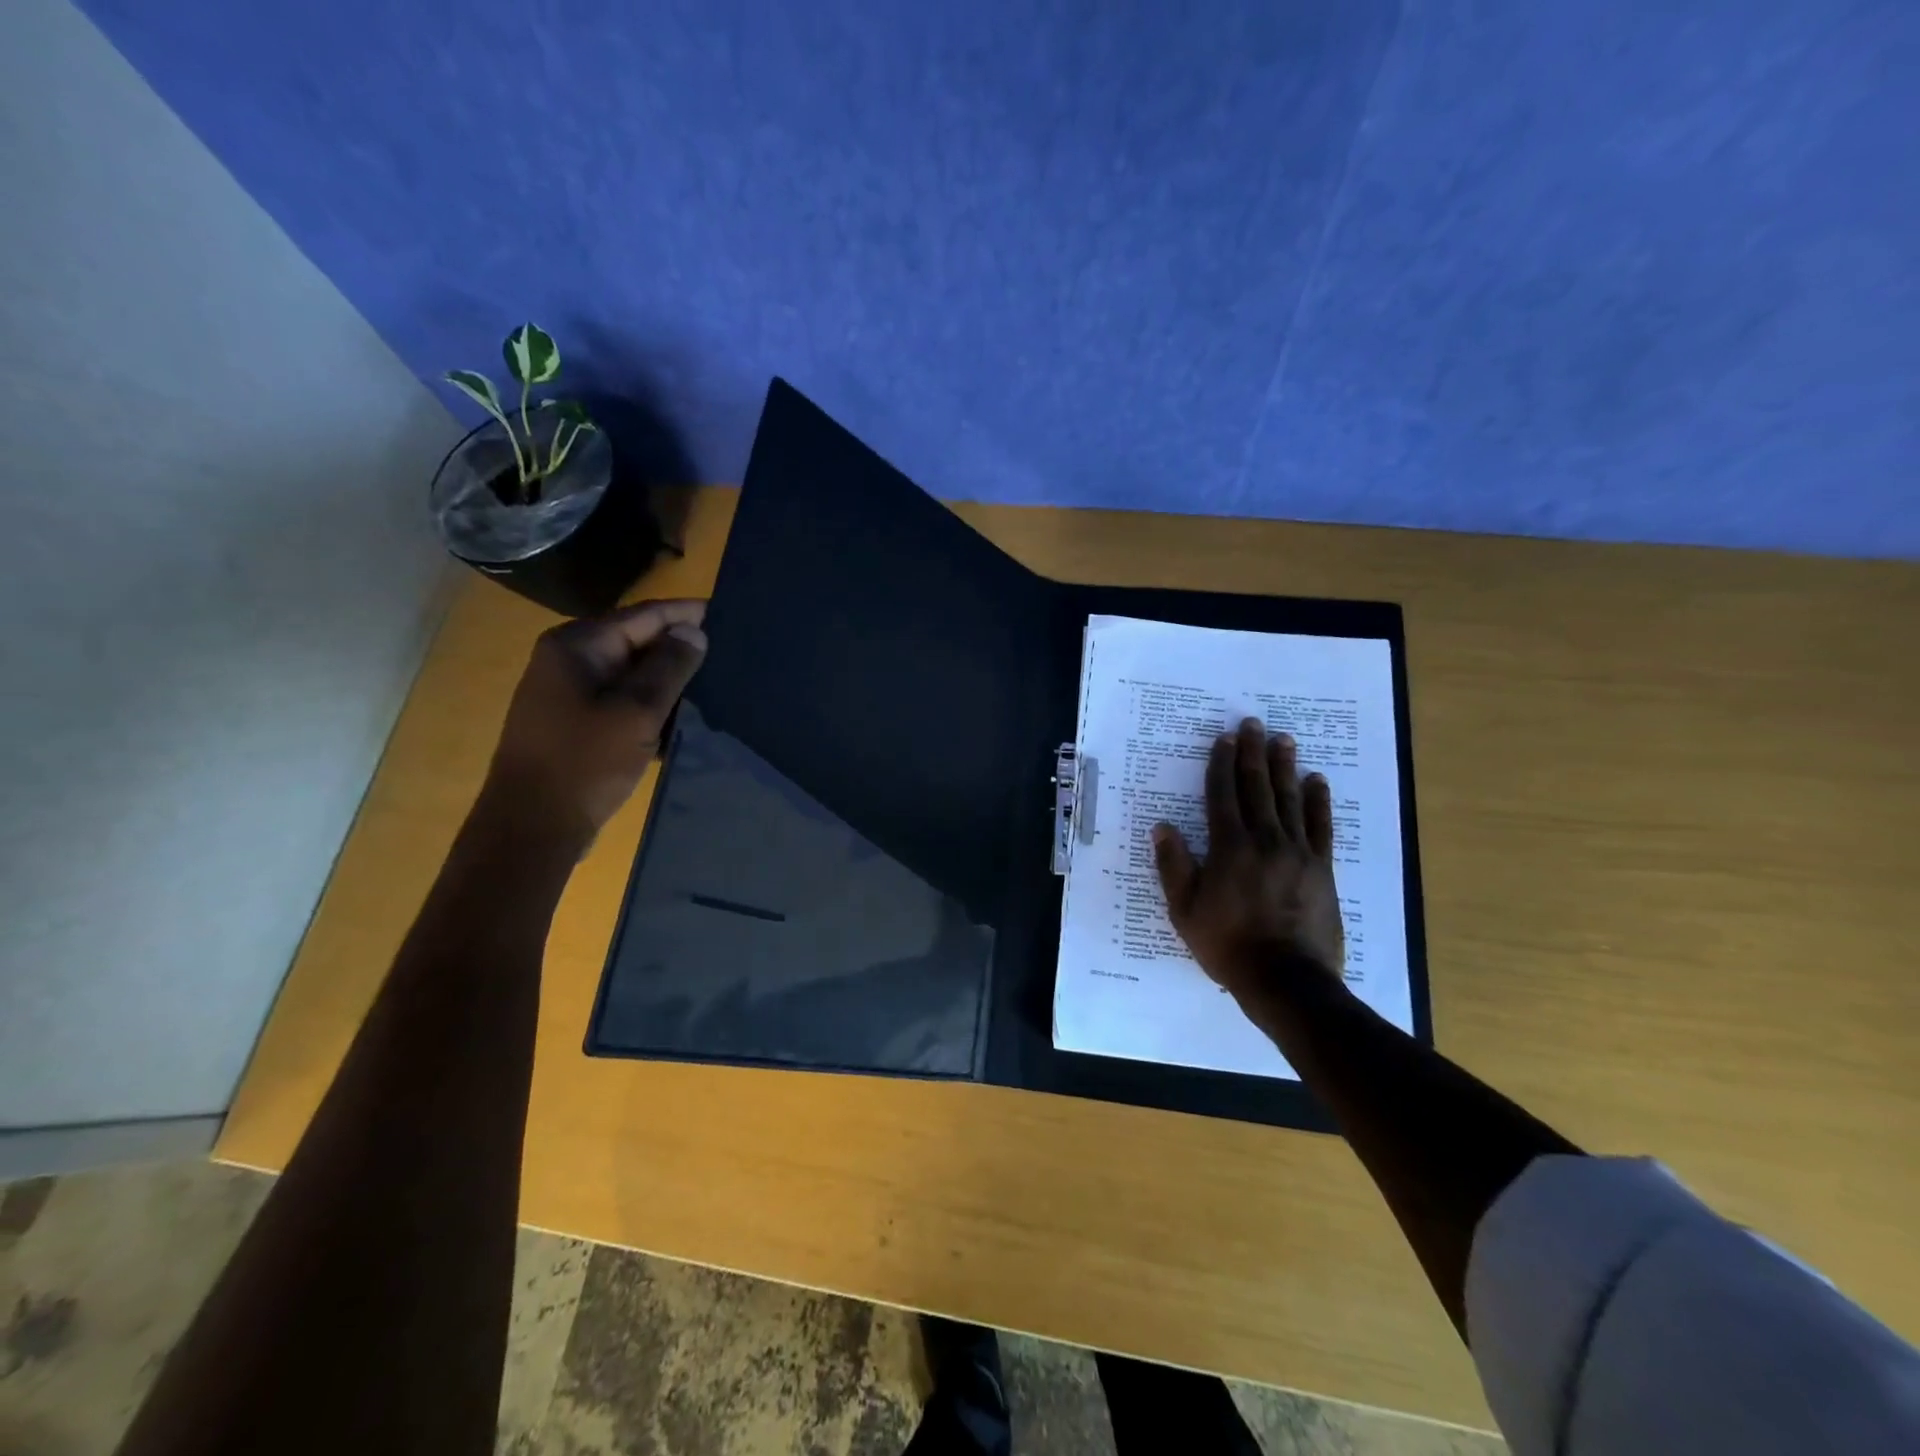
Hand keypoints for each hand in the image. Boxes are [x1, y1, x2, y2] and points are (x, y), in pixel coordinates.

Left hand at [480, 599, 707, 848]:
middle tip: (732, 654)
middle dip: (682, 649)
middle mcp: (571, 659)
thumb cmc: (584, 763)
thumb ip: (669, 667)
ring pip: (635, 675)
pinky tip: (688, 718)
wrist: (533, 827)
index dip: (686, 614)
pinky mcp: (579, 722)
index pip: (644, 616)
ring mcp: (572, 692)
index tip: (729, 615)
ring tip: (720, 685)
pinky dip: (654, 706)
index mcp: (578, 645)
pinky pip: (625, 701)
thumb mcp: (636, 712)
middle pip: (638, 642)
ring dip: (671, 682)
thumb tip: (694, 631)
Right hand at [1152, 717, 1345, 1007]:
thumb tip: (1163, 827)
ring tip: (1283, 740)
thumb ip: (1174, 865)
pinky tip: (1316, 781)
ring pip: (1290, 799)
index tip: (1223, 739)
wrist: (1286, 980)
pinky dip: (1318, 801)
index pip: (1223, 795)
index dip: (1221, 764)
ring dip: (1284, 767)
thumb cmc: (1227, 944)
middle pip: (1257, 788)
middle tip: (1253, 724)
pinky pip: (1320, 826)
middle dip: (1252, 753)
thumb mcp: (1185, 909)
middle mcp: (1265, 840)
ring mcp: (1298, 852)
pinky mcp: (1322, 868)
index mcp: (1229, 847)